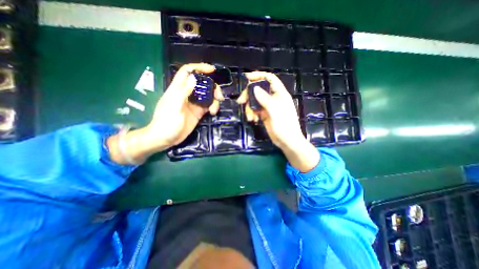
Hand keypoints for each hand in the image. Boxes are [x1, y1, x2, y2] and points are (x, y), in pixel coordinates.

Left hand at [148, 63, 224, 148]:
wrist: (166, 138)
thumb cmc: (167, 122)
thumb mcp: (175, 106)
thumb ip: (184, 92)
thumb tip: (193, 77)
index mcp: (179, 89)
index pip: (187, 72)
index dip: (199, 68)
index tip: (212, 70)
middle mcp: (187, 94)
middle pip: (202, 84)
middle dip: (212, 87)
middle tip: (219, 96)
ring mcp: (194, 103)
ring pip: (207, 95)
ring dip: (214, 100)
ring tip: (215, 109)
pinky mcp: (198, 112)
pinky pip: (208, 105)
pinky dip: (213, 107)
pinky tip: (213, 112)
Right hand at [237, 72, 319, 172]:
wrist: (287, 141)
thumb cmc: (284, 125)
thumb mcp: (275, 111)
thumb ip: (264, 99)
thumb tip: (254, 88)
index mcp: (279, 93)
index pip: (269, 79)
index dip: (259, 76)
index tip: (247, 78)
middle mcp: (273, 98)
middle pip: (258, 90)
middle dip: (249, 95)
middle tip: (241, 101)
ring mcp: (268, 106)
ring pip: (255, 101)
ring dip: (249, 108)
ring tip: (250, 118)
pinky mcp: (264, 114)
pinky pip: (255, 110)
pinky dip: (252, 114)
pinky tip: (253, 120)